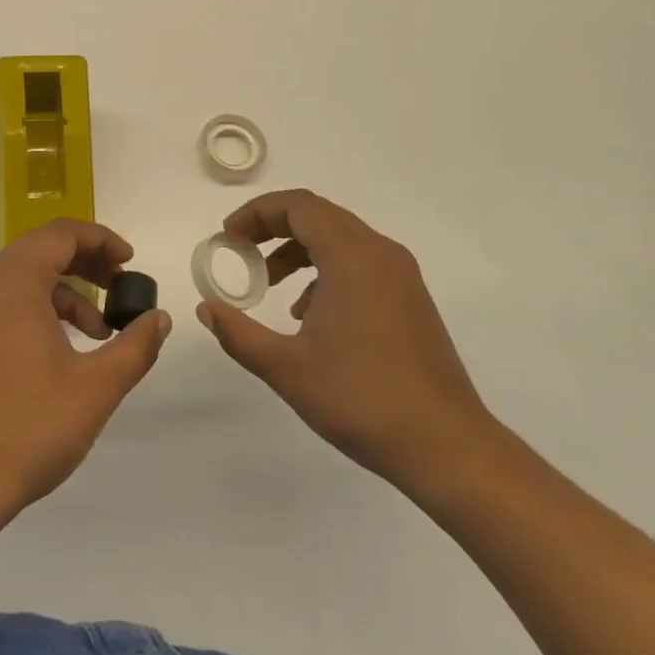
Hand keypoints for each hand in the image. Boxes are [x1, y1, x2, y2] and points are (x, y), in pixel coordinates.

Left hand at [0, 220, 171, 516]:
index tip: (131, 262)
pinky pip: (10, 303)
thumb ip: (135, 345)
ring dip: (68, 292)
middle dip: (87, 263)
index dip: (101, 239)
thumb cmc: (30, 425)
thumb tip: (159, 318)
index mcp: (14, 281)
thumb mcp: (97, 386)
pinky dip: (43, 310)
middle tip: (122, 286)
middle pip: (43, 250)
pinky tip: (67, 351)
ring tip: (101, 332)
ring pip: (26, 279)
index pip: (61, 234)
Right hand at [196, 189, 495, 495]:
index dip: (257, 213)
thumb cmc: (362, 400)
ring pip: (340, 238)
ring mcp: (401, 276)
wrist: (448, 447)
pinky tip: (308, 313)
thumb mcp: (286, 368)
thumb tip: (205, 308)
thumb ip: (238, 333)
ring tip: (269, 284)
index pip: (298, 206)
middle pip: (318, 215)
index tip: (228, 236)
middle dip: (273, 227)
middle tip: (241, 251)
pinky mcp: (411, 299)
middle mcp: (380, 253)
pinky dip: (325, 269)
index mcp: (352, 257)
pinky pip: (359, 262)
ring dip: (298, 249)